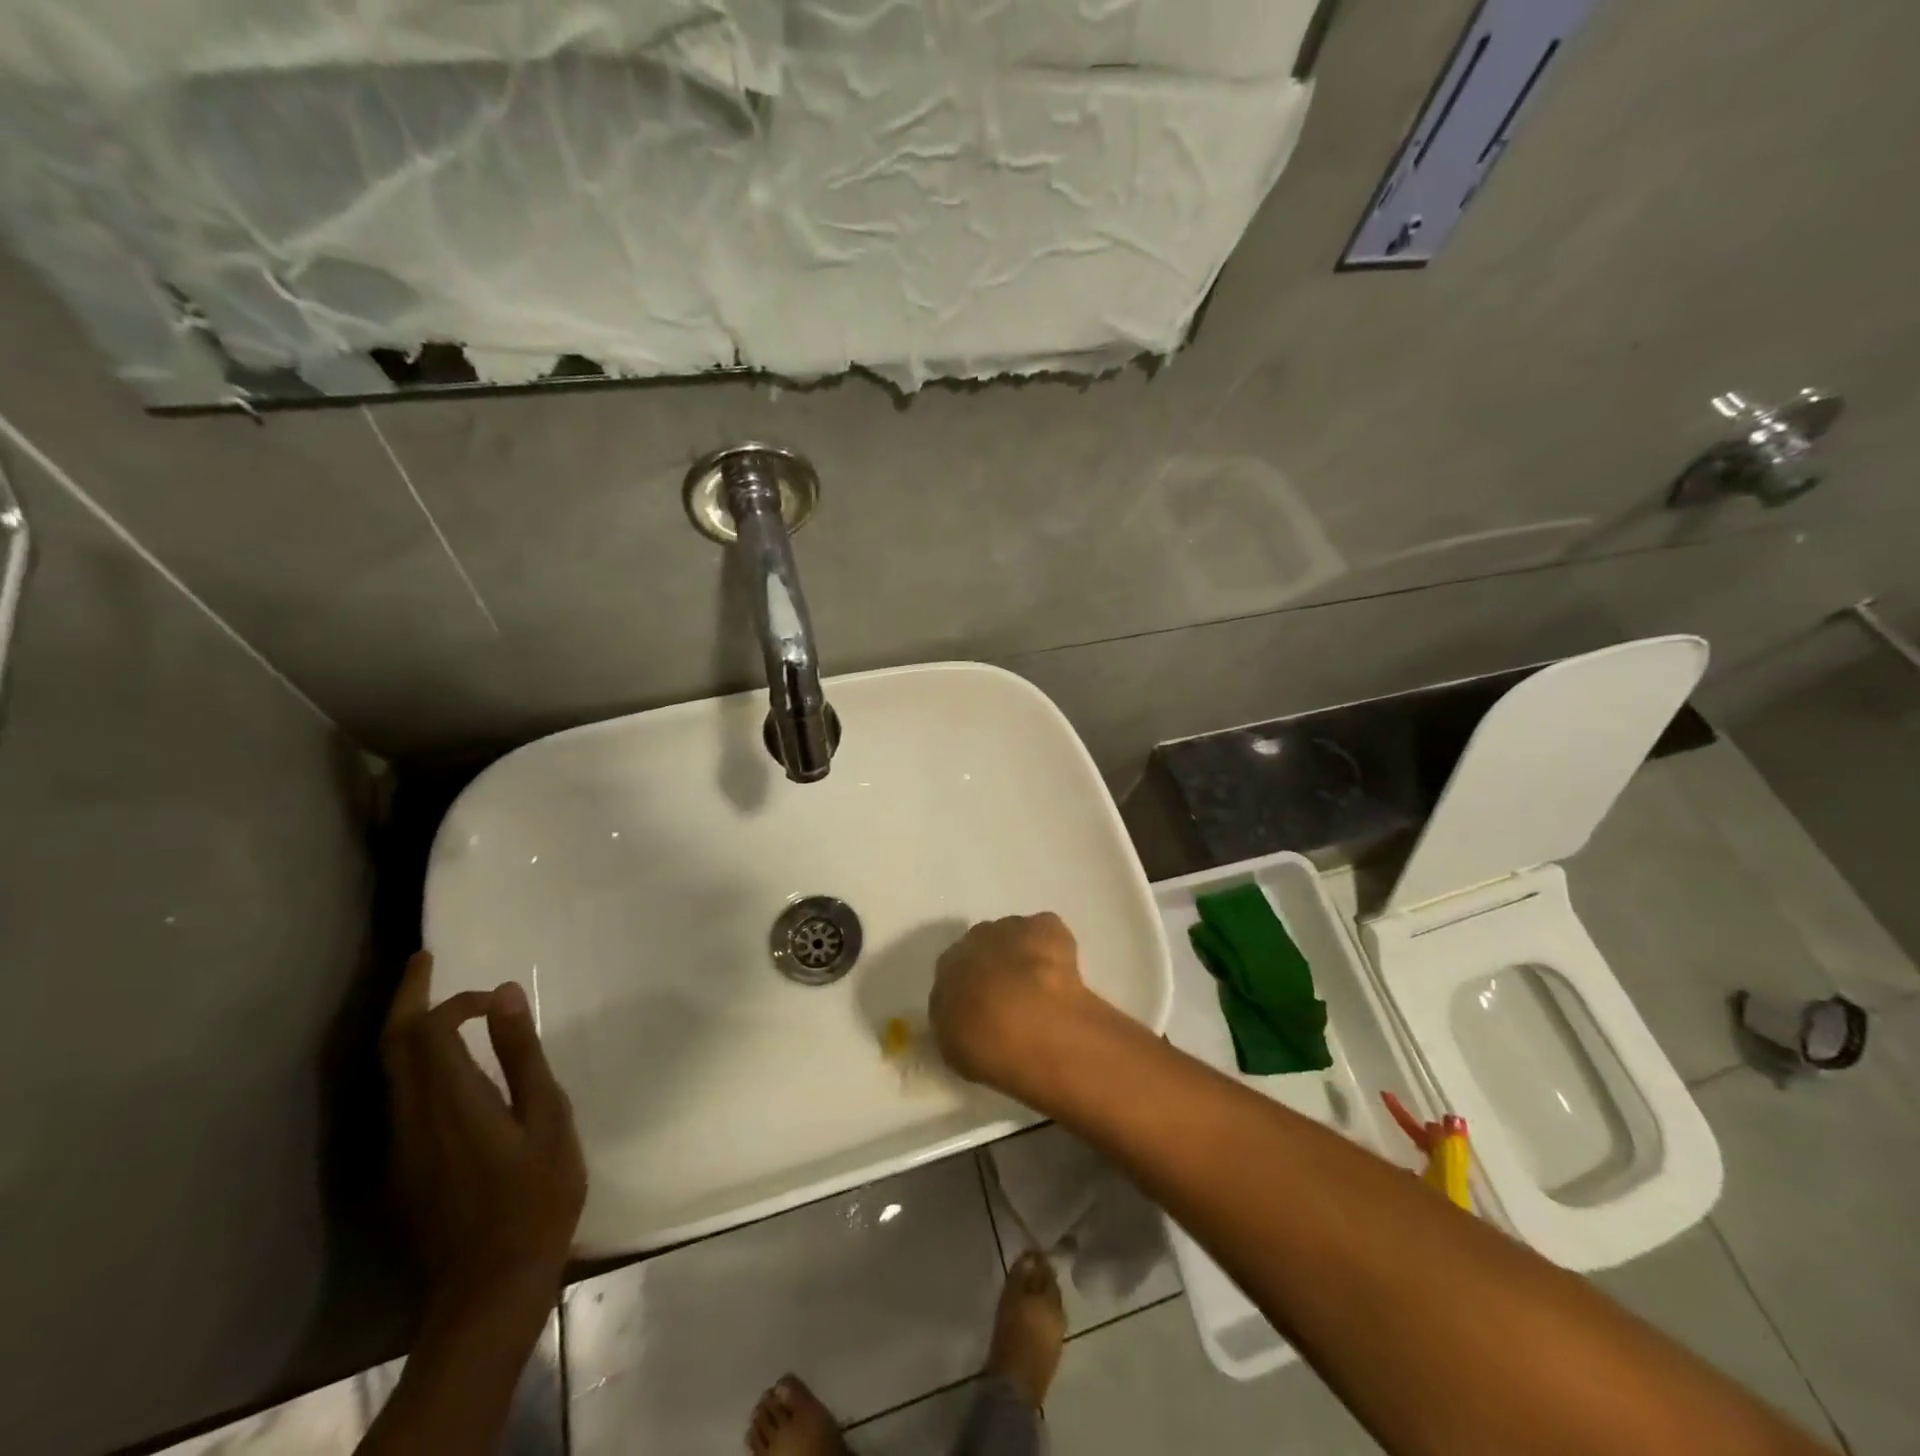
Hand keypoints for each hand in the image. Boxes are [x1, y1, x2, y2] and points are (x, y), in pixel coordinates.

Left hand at [381, 952, 585, 1325]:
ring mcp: (402, 1145)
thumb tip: (503, 994)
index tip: (495, 995)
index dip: (457, 1002)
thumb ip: (522, 1054)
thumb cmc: (535, 1193)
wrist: (491, 1284)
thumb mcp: (546, 1117)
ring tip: (434, 1000)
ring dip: (407, 1028)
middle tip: (422, 959)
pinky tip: (443, 1060)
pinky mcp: (405, 1165)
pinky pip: (401, 1096)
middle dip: (406, 997)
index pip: (430, 1031)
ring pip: (390, 1071)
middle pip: (393, 1045)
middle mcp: (412, 1117)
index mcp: (450, 1100)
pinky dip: (414, 1061)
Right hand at [929, 913, 1092, 1097]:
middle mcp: (972, 941)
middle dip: (995, 967)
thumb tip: (966, 1016)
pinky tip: (1060, 972)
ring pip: (1013, 936)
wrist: (1030, 1024)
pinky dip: (1051, 947)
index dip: (971, 989)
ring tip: (1041, 987)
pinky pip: (1045, 932)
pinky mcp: (1043, 926)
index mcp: (945, 970)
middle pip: (982, 948)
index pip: (953, 972)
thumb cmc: (987, 1047)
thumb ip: (957, 1023)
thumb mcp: (956, 1049)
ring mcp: (1009, 929)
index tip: (985, 1009)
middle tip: (1013, 998)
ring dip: (1023, 955)